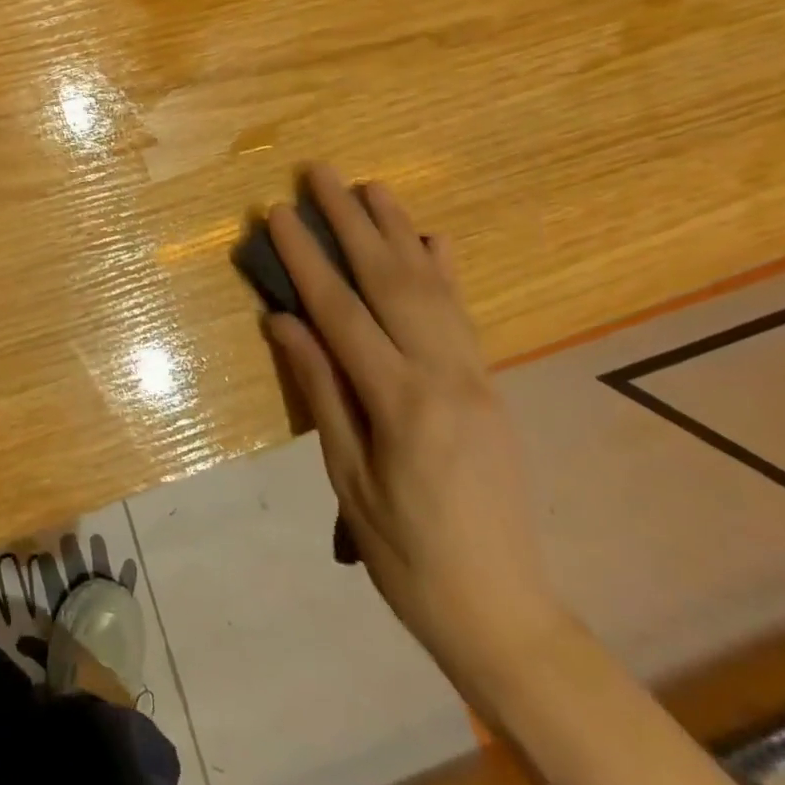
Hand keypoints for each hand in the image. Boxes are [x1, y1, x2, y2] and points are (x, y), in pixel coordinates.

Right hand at [263, 169, 563, 683]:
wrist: (505, 612)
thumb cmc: (407, 555)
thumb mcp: (348, 478)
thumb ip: (320, 389)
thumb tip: (281, 321)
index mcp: (401, 402)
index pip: (341, 311)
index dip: (306, 258)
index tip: (279, 212)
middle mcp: (445, 375)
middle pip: (390, 280)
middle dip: (352, 221)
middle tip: (322, 172)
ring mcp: (475, 376)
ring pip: (432, 286)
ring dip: (398, 230)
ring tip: (372, 185)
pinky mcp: (489, 385)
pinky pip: (463, 313)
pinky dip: (443, 270)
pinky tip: (430, 239)